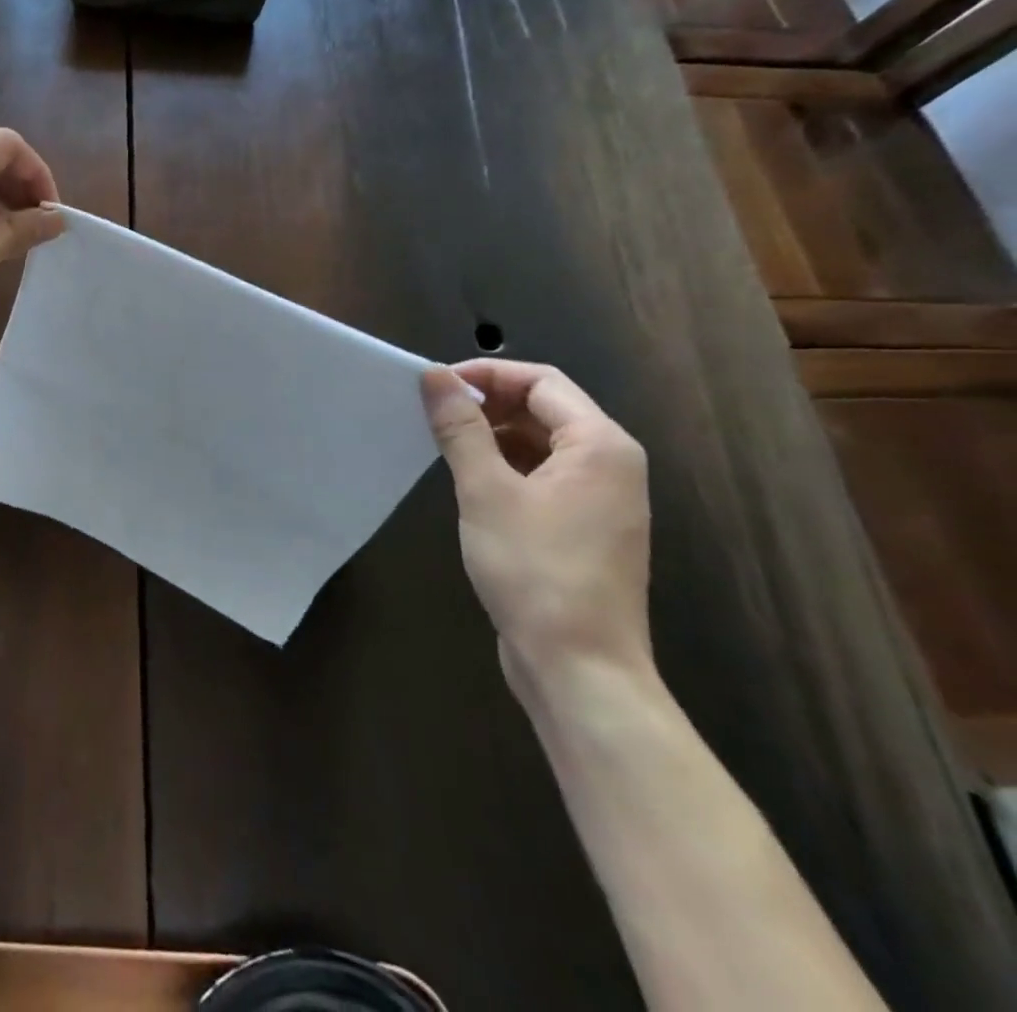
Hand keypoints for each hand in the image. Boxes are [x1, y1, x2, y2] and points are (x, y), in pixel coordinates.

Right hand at [421, 360, 652, 704]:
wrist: (579, 668)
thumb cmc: (535, 570)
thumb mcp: (486, 491)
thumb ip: (461, 428)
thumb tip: (436, 377)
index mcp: (600, 445)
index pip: (542, 381)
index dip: (486, 375)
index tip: (435, 386)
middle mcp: (610, 465)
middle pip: (545, 409)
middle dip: (488, 404)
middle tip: (432, 414)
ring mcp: (601, 500)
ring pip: (541, 443)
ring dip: (492, 435)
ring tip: (443, 445)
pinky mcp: (584, 528)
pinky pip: (543, 476)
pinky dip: (505, 466)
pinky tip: (469, 482)